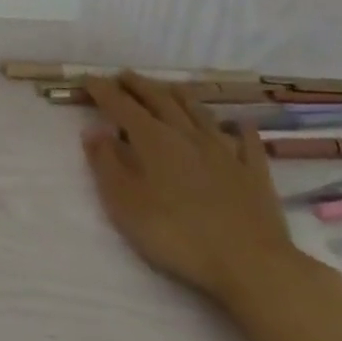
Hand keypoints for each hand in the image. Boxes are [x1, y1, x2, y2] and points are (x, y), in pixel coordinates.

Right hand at [83, 77, 321, 310]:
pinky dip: (240, 128)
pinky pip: (246, 141)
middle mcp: (186, 134)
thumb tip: (93, 130)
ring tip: (168, 87)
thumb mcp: (125, 203)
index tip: (88, 78)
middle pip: (159, 99)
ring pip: (198, 112)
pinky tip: (239, 122)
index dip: (103, 90)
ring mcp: (224, 151)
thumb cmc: (177, 234)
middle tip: (123, 75)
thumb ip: (106, 164)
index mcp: (153, 139)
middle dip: (138, 85)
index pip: (121, 105)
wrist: (251, 264)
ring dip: (180, 95)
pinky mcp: (253, 173)